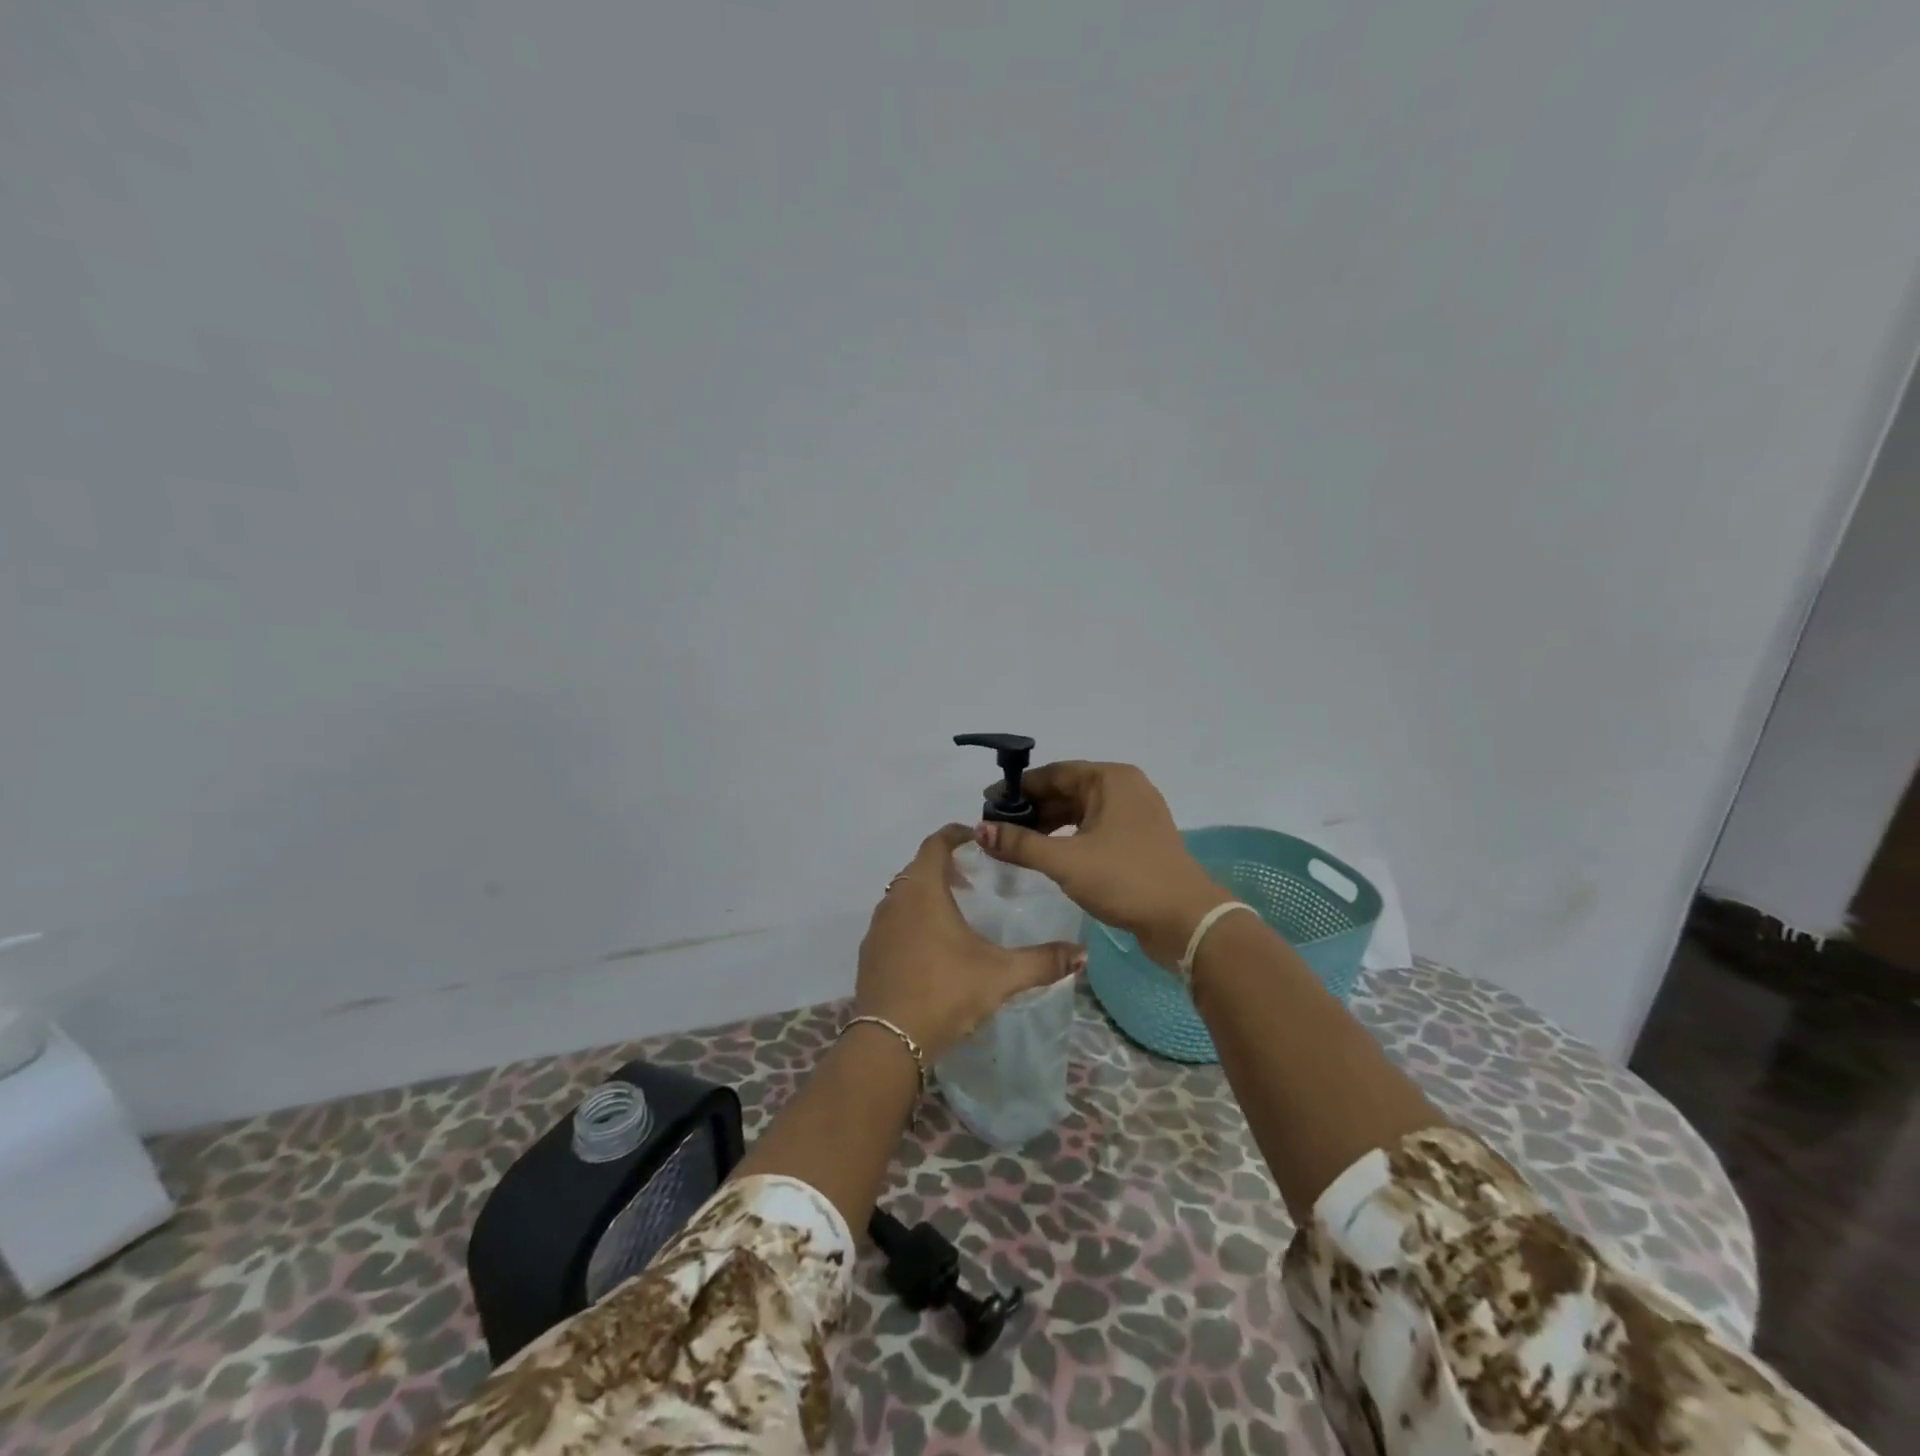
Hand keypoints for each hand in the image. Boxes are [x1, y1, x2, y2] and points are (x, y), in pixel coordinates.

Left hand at [855, 824, 1085, 1061]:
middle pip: (918, 867)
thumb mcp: (1001, 975)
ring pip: (903, 894)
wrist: (889, 1040)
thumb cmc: (946, 992)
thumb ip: (1043, 961)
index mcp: (923, 890)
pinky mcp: (869, 953)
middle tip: (973, 879)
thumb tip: (1083, 954)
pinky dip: (911, 919)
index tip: (977, 838)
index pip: (935, 843)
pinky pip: (893, 921)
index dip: (956, 834)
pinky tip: (932, 947)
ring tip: (955, 912)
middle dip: (944, 865)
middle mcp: (895, 900)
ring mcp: (877, 927)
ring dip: (926, 893)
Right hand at [976, 762, 1231, 966]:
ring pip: (1081, 811)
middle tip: (997, 827)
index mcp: (1111, 779)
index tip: (987, 804)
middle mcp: (1125, 788)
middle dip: (1032, 808)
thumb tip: (979, 830)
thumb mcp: (1065, 861)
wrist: (1186, 921)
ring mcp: (1136, 814)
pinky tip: (1047, 854)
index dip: (1018, 788)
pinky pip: (1095, 827)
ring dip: (1049, 825)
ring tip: (1015, 843)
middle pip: (1067, 790)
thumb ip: (1020, 844)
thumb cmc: (1125, 879)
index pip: (1054, 773)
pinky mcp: (1139, 840)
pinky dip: (1069, 837)